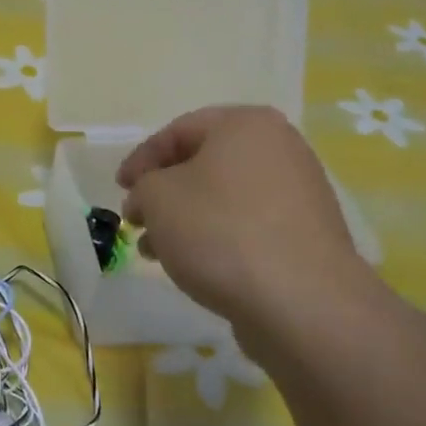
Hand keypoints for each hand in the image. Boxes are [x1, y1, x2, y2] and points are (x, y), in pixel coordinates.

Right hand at [117, 106, 382, 347]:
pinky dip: (216, 238)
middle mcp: (280, 148)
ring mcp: (299, 193)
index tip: (119, 189)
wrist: (301, 301)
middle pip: (204, 164)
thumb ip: (143, 186)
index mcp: (246, 124)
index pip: (178, 130)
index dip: (141, 159)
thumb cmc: (220, 231)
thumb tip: (149, 197)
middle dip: (162, 193)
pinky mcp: (306, 234)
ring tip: (155, 252)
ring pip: (224, 198)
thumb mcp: (157, 198)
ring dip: (184, 220)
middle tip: (136, 220)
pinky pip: (248, 225)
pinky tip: (194, 266)